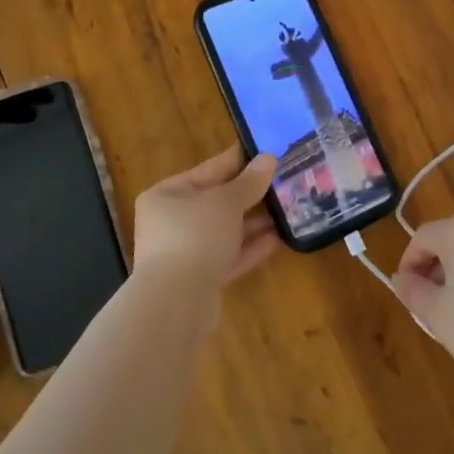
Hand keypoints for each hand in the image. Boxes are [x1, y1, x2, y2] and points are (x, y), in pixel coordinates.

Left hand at [132, 148, 280, 292]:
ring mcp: (183, 252)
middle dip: (250, 194)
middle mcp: (171, 221)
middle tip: (283, 181)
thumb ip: (249, 181)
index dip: (239, 160)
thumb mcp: (226, 201)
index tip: (267, 151)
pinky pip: (228, 256)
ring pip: (224, 230)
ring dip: (253, 222)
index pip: (209, 169)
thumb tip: (268, 158)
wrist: (176, 302)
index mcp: (167, 194)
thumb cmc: (195, 236)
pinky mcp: (199, 279)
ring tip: (286, 210)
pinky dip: (250, 247)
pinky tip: (278, 238)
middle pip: (216, 201)